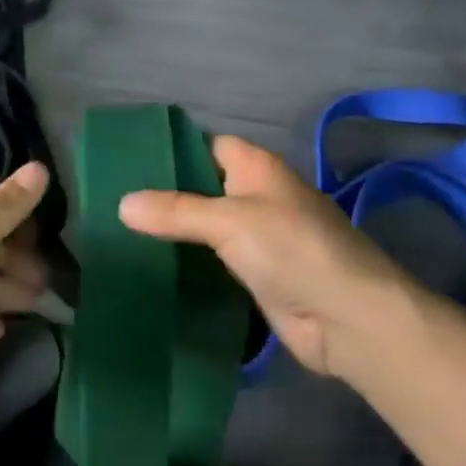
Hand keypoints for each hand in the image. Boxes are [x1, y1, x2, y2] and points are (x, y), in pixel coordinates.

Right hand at [119, 135, 414, 379]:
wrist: (350, 320)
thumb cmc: (292, 249)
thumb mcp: (228, 222)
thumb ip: (175, 211)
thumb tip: (122, 203)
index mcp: (257, 167)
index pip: (206, 146)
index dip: (173, 151)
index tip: (128, 163)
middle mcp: (258, 196)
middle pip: (204, 187)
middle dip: (166, 195)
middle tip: (115, 201)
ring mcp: (260, 238)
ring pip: (208, 226)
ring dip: (176, 233)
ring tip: (123, 234)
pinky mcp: (259, 276)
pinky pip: (216, 261)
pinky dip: (191, 263)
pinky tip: (155, 268)